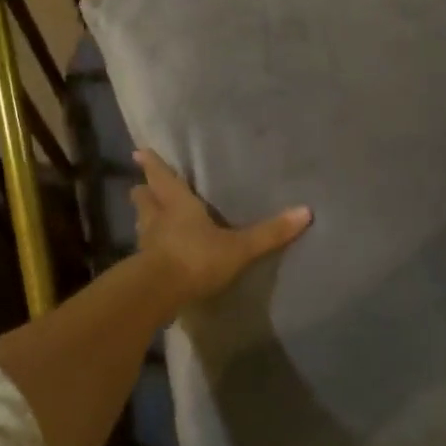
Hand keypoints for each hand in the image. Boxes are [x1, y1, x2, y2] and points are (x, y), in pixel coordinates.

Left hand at [132, 149, 310, 301]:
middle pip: (143, 198)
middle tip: (145, 186)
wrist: (157, 295)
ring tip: (151, 218)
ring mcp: (145, 244)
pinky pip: (143, 251)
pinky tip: (156, 254)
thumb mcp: (238, 247)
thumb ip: (269, 233)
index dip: (152, 164)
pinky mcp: (140, 269)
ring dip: (144, 218)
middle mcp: (157, 219)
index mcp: (177, 204)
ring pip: (141, 223)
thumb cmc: (196, 258)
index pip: (161, 177)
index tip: (139, 151)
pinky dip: (148, 248)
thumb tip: (306, 211)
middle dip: (145, 191)